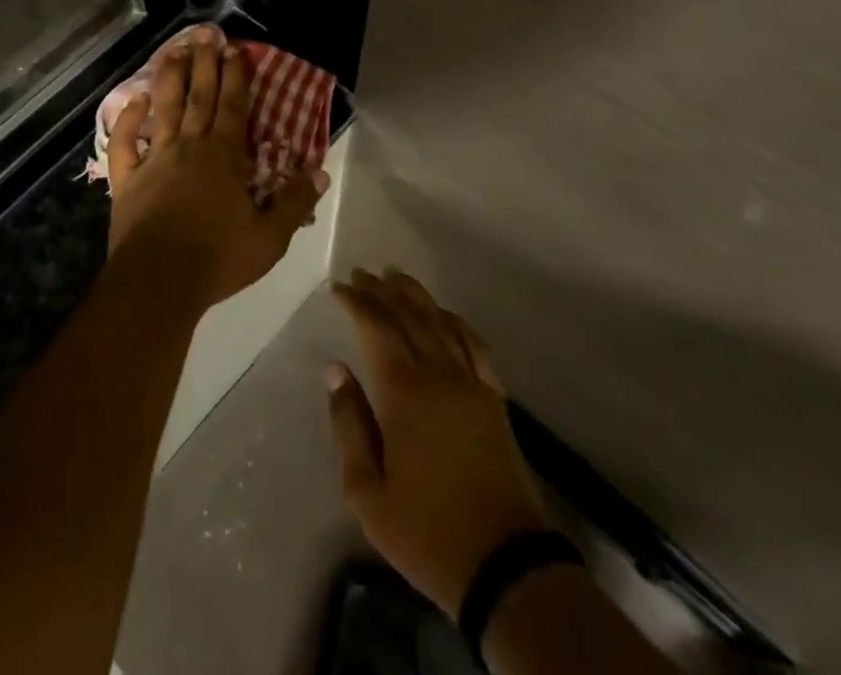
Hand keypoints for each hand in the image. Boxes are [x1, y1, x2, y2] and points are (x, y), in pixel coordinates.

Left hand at [107, 27, 323, 310]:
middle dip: (203, 63)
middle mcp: (189, 147)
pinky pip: (124, 142)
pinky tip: (132, 100)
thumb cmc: (217, 258)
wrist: (159, 281)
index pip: (232, 106)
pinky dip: (126, 119)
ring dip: (168, 77)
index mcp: (223, 157)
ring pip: (162, 108)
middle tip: (203, 33)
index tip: (234, 48)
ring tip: (172, 50)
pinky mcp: (127, 178)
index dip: (234, 75)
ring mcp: (155, 159)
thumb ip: (294, 202)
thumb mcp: (269, 237)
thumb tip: (320, 171)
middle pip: (198, 96)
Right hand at [326, 268, 551, 616]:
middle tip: (362, 274)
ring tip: (396, 277)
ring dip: (416, 296)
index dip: (357, 303)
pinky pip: (473, 344)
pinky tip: (444, 313)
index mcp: (404, 392)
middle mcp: (438, 374)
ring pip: (440, 322)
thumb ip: (348, 424)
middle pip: (408, 316)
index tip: (339, 287)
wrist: (505, 566)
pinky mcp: (494, 399)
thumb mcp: (367, 492)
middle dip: (382, 291)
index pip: (377, 328)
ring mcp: (471, 383)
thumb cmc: (426, 532)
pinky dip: (455, 321)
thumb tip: (336, 370)